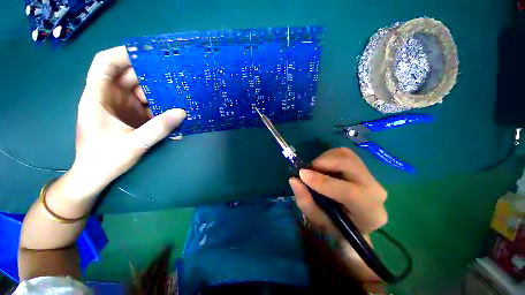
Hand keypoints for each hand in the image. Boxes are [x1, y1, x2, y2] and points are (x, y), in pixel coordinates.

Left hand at [71, 46, 185, 195]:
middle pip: (130, 76)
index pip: (105, 63)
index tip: (149, 55)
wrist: (96, 175)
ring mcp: (123, 107)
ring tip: (182, 94)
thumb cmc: (104, 159)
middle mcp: (110, 97)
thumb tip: (182, 112)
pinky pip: (150, 106)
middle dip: (152, 75)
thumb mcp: (134, 144)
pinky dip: (162, 107)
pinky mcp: (133, 116)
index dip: (124, 54)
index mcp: (98, 97)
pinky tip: (176, 111)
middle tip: (177, 76)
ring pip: (143, 91)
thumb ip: (158, 128)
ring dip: (161, 93)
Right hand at [289, 147, 387, 237]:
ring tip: (316, 170)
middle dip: (323, 163)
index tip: (301, 174)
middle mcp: (376, 191)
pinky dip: (329, 156)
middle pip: (349, 165)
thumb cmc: (335, 226)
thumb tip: (293, 180)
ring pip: (345, 155)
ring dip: (325, 159)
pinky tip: (324, 167)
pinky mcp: (363, 167)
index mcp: (369, 213)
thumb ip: (305, 200)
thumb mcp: (317, 219)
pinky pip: (344, 153)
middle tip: (307, 170)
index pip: (349, 192)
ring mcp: (371, 176)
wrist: (353, 222)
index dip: (323, 182)